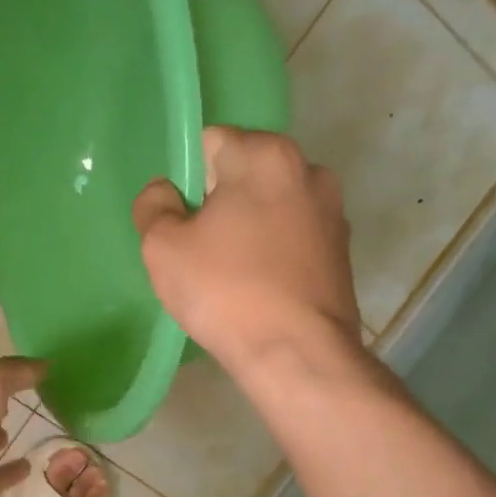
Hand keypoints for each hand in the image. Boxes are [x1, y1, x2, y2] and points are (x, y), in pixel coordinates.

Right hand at [132, 127, 362, 376]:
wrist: (297, 354)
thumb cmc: (225, 292)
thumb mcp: (162, 247)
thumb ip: (153, 206)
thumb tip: (164, 192)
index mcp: (266, 155)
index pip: (210, 142)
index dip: (186, 180)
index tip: (180, 221)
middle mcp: (309, 170)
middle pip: (244, 173)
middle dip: (218, 202)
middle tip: (199, 251)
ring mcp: (332, 212)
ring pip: (270, 207)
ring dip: (247, 228)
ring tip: (230, 275)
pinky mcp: (342, 251)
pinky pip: (291, 237)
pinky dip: (272, 252)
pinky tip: (258, 289)